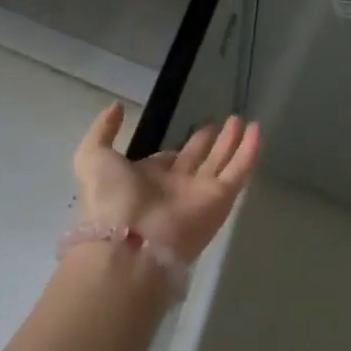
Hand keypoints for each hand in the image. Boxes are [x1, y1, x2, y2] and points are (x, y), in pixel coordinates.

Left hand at [72, 105, 259, 263]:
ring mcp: (200, 195)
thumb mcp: (92, 157)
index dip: (179, 148)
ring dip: (232, 143)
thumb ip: (103, 131)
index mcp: (147, 183)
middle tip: (224, 123)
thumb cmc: (110, 199)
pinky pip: (239, 171)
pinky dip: (249, 152)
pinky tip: (258, 130)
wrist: (129, 243)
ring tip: (242, 121)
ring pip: (221, 164)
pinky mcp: (220, 200)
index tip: (192, 133)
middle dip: (210, 143)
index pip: (168, 162)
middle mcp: (175, 189)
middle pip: (198, 161)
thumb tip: (117, 107)